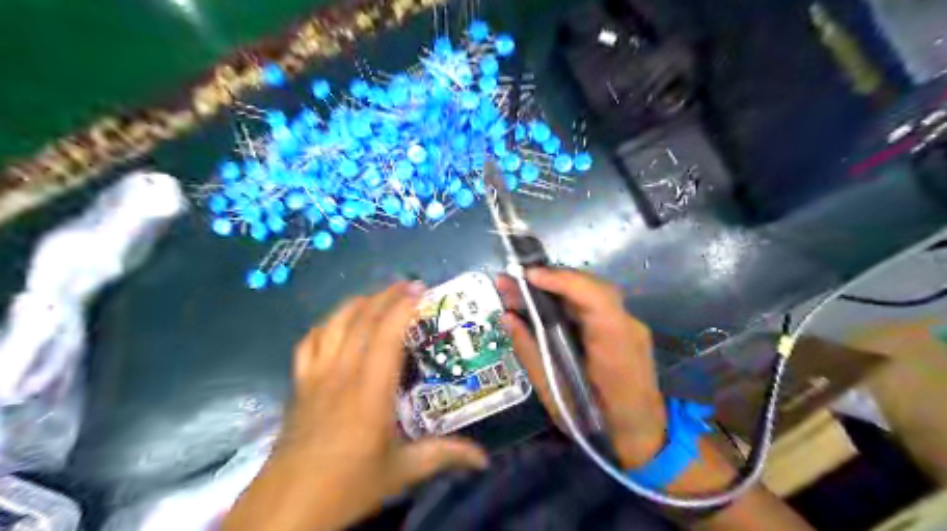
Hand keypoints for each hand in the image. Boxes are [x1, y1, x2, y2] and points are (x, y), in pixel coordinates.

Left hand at [223, 283, 486, 530]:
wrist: (288, 506)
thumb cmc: (348, 485)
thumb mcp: (402, 472)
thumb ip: (444, 456)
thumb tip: (484, 459)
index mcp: (370, 390)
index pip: (387, 334)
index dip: (403, 306)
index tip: (421, 290)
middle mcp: (342, 373)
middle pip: (361, 319)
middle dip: (385, 295)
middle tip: (407, 285)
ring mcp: (316, 376)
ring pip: (334, 324)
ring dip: (357, 303)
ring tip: (377, 296)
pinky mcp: (299, 385)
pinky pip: (309, 342)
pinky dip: (325, 325)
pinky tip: (336, 325)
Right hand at [497, 270, 663, 469]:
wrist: (642, 436)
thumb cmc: (596, 424)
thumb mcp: (555, 395)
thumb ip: (531, 352)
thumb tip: (507, 317)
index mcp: (615, 347)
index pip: (595, 298)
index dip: (562, 280)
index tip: (527, 276)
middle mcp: (628, 327)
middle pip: (590, 287)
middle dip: (549, 279)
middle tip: (511, 281)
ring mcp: (629, 325)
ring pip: (590, 292)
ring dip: (554, 287)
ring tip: (518, 289)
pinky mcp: (622, 328)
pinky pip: (592, 305)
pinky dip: (565, 299)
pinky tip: (542, 303)